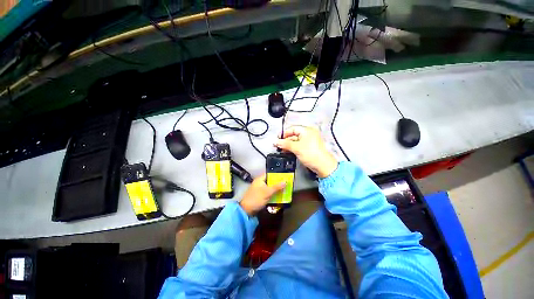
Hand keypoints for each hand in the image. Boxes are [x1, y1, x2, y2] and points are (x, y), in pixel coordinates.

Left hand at [239, 174, 285, 215]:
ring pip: (270, 188)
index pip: (269, 174)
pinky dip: (274, 194)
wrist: (247, 209)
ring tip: (286, 189)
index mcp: (260, 180)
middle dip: (278, 183)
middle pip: (271, 181)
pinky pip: (269, 193)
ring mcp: (260, 190)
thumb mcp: (267, 192)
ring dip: (277, 189)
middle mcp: (260, 183)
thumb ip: (276, 187)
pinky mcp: (261, 196)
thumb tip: (285, 182)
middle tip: (287, 184)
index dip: (277, 175)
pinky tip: (280, 196)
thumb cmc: (256, 198)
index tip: (285, 176)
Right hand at [274, 126, 337, 177]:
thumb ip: (285, 144)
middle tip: (278, 145)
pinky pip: (300, 145)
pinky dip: (294, 148)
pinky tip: (288, 151)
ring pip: (297, 140)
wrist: (322, 165)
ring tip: (282, 149)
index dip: (284, 133)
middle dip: (286, 140)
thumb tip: (276, 142)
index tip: (278, 138)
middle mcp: (310, 133)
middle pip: (294, 134)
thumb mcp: (296, 148)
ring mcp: (310, 141)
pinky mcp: (310, 147)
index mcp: (307, 130)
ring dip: (289, 145)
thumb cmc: (312, 154)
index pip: (292, 128)